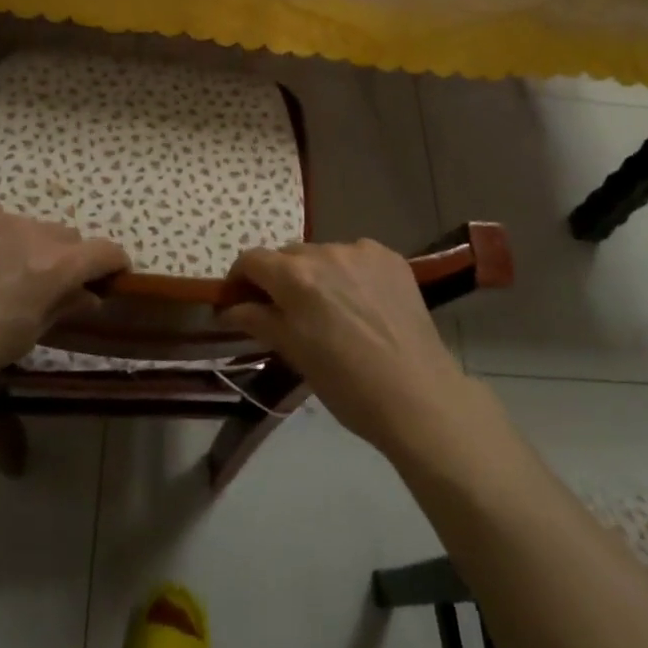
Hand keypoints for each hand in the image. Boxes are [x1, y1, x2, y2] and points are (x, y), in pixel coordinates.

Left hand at [0, 206, 126, 409]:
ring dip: (28, 244)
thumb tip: (88, 294)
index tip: (112, 274)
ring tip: (1, 273)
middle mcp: (28, 231)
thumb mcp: (25, 338)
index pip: (103, 251)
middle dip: (67, 257)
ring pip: (28, 224)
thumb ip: (63, 307)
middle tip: (47, 284)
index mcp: (52, 266)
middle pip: (66, 235)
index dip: (114, 262)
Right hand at [223, 240, 473, 454]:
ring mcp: (361, 251)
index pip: (252, 260)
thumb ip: (258, 320)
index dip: (240, 279)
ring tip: (330, 309)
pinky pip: (356, 256)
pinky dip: (349, 273)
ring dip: (317, 274)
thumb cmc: (346, 384)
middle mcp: (325, 252)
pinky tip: (361, 303)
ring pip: (323, 254)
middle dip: (279, 278)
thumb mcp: (294, 353)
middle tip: (286, 312)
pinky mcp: (390, 258)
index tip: (240, 301)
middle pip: (288, 255)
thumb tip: (229, 308)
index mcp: (295, 276)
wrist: (417, 396)